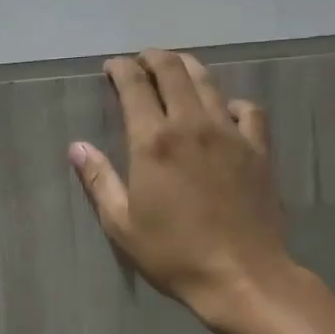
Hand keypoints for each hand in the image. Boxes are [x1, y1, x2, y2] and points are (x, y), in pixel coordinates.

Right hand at [70, 49, 292, 324]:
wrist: (242, 275)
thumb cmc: (173, 253)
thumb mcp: (122, 224)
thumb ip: (98, 180)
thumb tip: (76, 147)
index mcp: (153, 142)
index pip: (134, 87)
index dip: (121, 69)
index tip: (112, 67)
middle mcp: (191, 125)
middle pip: (173, 72)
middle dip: (153, 58)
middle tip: (142, 60)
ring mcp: (229, 134)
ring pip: (209, 83)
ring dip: (188, 68)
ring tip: (176, 68)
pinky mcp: (258, 149)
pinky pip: (247, 110)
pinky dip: (230, 102)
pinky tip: (223, 111)